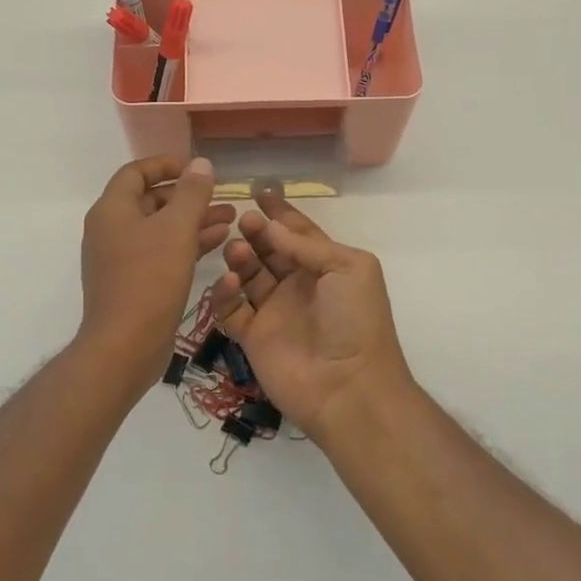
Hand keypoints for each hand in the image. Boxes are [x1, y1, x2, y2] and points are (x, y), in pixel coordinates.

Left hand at [78, 156, 234, 393]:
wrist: (124, 346)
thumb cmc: (149, 279)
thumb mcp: (176, 229)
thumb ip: (191, 193)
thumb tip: (200, 163)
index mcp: (112, 210)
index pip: (136, 172)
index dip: (167, 164)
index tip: (197, 168)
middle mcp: (111, 229)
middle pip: (150, 200)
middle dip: (188, 196)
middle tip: (222, 197)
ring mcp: (120, 258)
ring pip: (160, 228)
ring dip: (193, 220)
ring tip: (231, 219)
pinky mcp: (133, 282)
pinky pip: (161, 252)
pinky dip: (186, 244)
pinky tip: (218, 242)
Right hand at [209, 192, 414, 442]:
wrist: (348, 387)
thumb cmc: (356, 320)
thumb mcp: (348, 267)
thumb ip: (307, 244)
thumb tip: (271, 225)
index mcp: (325, 268)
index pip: (299, 233)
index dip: (281, 213)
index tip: (259, 193)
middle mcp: (298, 286)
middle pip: (269, 250)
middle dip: (256, 232)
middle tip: (243, 221)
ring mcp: (274, 311)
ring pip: (248, 275)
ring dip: (240, 258)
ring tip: (238, 250)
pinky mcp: (252, 337)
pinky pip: (231, 309)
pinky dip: (225, 293)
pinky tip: (230, 282)